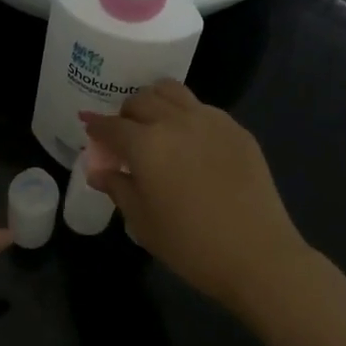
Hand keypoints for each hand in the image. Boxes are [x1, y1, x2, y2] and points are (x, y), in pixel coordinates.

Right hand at [82, 82, 311, 310]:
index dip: (96, 127)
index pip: (111, 126)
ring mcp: (210, 120)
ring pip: (172, 91)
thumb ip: (118, 188)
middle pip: (141, 99)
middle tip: (125, 137)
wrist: (256, 254)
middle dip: (126, 114)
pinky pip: (203, 108)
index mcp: (145, 144)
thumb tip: (99, 171)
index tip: (89, 129)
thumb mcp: (142, 222)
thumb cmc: (189, 245)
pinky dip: (186, 115)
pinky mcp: (236, 129)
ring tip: (155, 126)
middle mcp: (175, 121)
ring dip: (155, 102)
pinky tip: (191, 142)